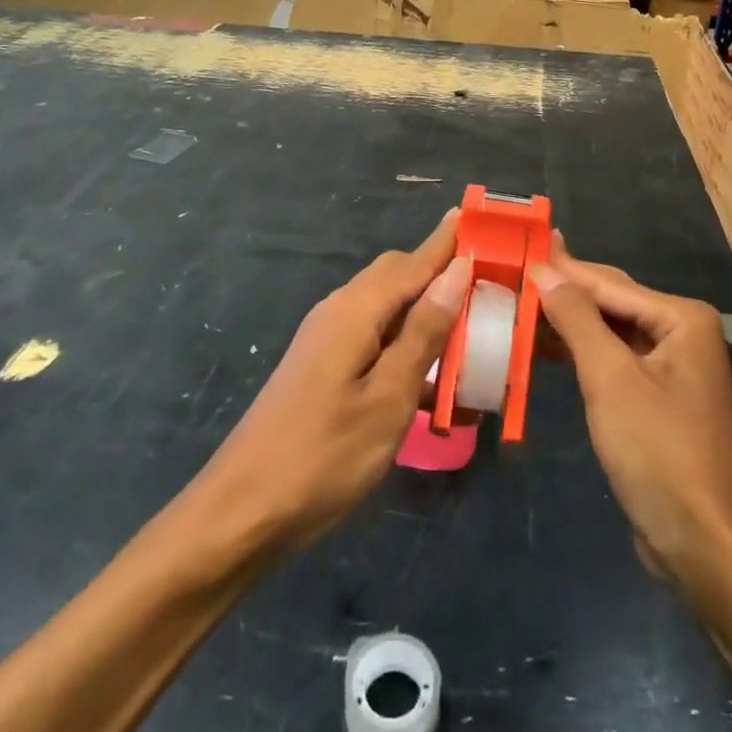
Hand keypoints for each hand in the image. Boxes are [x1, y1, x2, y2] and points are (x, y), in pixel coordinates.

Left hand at [196, 211, 472, 553]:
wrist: (241, 514)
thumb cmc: (323, 456)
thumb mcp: (388, 397)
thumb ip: (424, 332)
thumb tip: (458, 271)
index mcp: (355, 310)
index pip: (415, 260)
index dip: (450, 241)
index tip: (485, 218)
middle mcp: (339, 311)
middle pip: (398, 276)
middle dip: (442, 273)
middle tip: (491, 283)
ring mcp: (327, 340)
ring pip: (388, 308)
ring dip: (427, 312)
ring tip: (472, 329)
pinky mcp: (324, 368)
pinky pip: (375, 338)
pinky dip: (407, 344)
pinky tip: (433, 378)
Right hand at [531, 238, 731, 599]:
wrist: (706, 545)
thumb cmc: (660, 453)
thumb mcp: (611, 379)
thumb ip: (577, 319)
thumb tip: (545, 270)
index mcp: (682, 319)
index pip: (608, 284)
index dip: (560, 268)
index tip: (518, 247)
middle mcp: (682, 333)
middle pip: (611, 302)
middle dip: (563, 292)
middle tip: (511, 273)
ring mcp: (671, 368)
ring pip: (610, 332)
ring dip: (567, 324)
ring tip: (517, 306)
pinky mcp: (657, 399)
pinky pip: (613, 362)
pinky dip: (580, 354)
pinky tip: (545, 349)